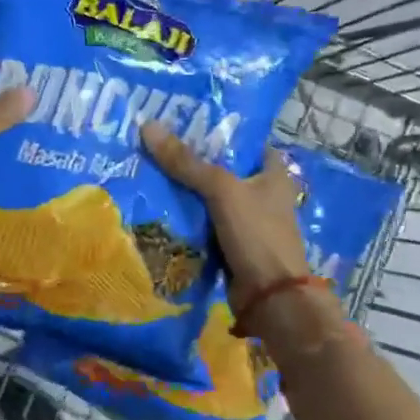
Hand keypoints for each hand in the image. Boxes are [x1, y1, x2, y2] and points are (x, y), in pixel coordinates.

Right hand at [141, 123, 309, 303]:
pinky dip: (185, 218)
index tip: (184, 121)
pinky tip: (156, 207)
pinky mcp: (231, 245)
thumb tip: (148, 126)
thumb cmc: (257, 234)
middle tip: (155, 144)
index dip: (219, 130)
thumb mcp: (221, 190)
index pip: (246, 141)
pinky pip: (203, 224)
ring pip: (209, 198)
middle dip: (192, 160)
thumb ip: (186, 162)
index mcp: (272, 173)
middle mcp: (262, 194)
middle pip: (222, 169)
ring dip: (184, 191)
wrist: (270, 298)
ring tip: (147, 170)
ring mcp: (246, 222)